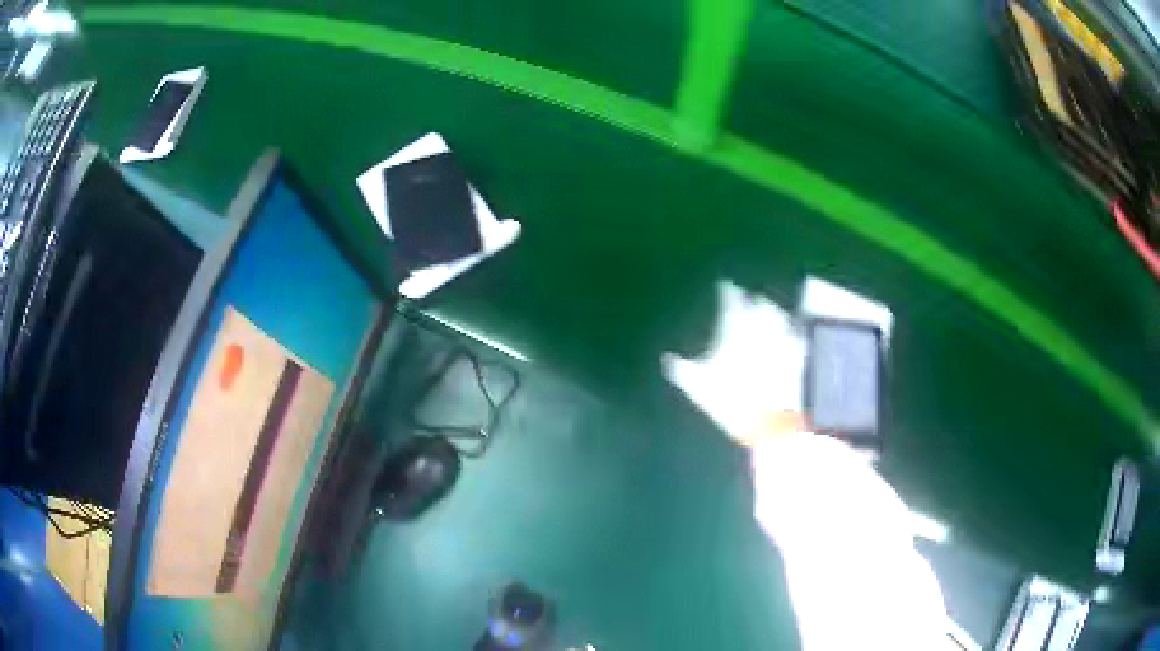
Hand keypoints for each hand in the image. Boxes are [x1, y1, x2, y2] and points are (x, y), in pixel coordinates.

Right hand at [661, 281, 806, 445]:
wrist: (772, 422)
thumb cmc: (732, 401)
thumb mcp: (698, 387)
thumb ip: (682, 370)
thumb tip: (667, 360)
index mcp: (737, 324)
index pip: (730, 297)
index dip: (726, 292)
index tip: (723, 289)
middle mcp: (763, 323)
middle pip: (760, 301)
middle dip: (754, 300)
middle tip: (748, 303)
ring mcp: (786, 336)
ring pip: (781, 315)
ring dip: (774, 314)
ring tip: (769, 317)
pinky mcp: (802, 353)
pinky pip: (797, 335)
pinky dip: (792, 334)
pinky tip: (789, 339)